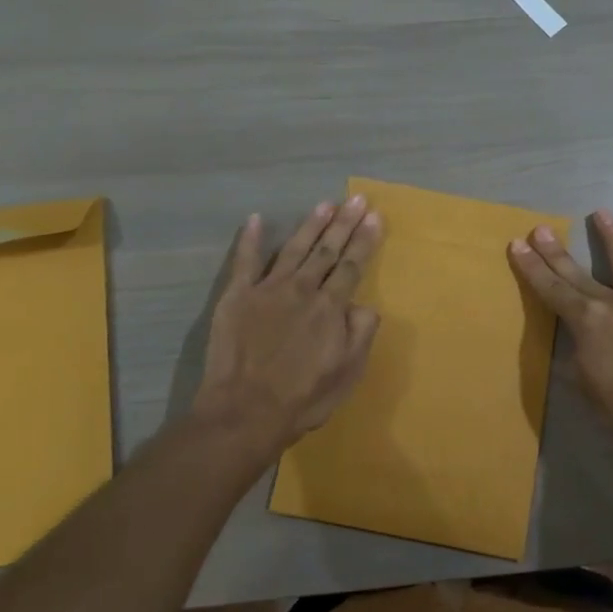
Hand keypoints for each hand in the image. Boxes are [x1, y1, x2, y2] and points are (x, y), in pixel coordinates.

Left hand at [192, 195, 384, 456]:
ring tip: (325, 204)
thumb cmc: (302, 399)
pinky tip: (256, 220)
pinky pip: (244, 261)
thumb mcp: (347, 374)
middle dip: (344, 224)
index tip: (375, 217)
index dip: (365, 241)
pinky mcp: (237, 297)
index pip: (352, 267)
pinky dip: (251, 239)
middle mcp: (302, 290)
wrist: (245, 412)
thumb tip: (364, 305)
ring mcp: (267, 290)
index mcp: (330, 308)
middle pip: (327, 251)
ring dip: (310, 225)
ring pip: (294, 249)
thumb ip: (360, 334)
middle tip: (356, 199)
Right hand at [509, 211, 612, 456]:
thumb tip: (579, 333)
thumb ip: (578, 349)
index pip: (551, 289)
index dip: (532, 266)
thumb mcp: (583, 380)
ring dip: (611, 235)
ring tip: (601, 213)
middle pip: (578, 272)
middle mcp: (612, 303)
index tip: (518, 244)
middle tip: (542, 228)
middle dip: (556, 250)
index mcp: (586, 322)